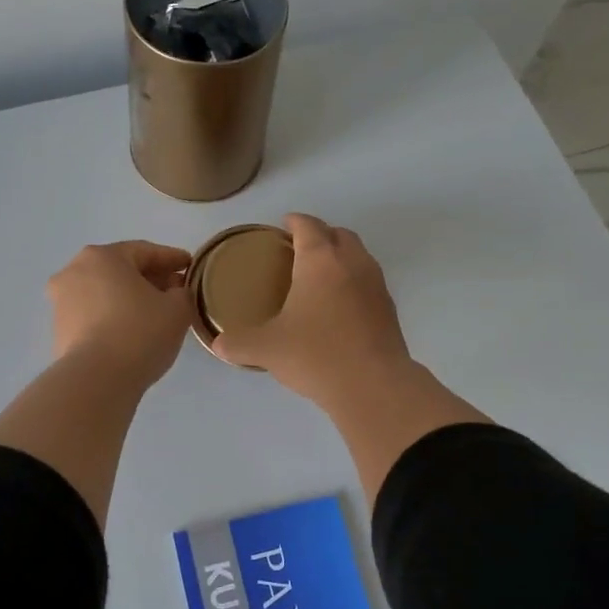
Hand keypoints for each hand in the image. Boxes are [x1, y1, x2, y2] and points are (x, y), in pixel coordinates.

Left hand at [47, 240, 193, 390]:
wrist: (96, 380)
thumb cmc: (140, 333)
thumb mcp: (177, 309)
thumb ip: (182, 293)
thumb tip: (175, 292)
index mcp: (102, 256)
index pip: (145, 251)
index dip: (172, 259)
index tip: (191, 267)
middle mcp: (74, 271)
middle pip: (121, 269)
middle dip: (150, 278)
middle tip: (176, 290)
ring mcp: (61, 301)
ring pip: (105, 292)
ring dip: (130, 298)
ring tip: (156, 313)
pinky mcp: (59, 329)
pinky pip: (93, 314)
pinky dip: (113, 316)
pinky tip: (133, 331)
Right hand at [213, 214, 413, 404]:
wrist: (373, 386)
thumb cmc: (316, 355)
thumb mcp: (267, 349)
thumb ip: (238, 343)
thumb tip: (219, 345)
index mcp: (320, 261)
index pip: (308, 226)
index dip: (295, 221)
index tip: (284, 224)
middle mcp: (352, 263)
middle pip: (339, 234)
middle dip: (321, 235)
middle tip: (300, 249)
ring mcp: (376, 285)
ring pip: (359, 256)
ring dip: (341, 257)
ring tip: (320, 276)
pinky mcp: (389, 309)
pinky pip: (368, 282)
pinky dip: (353, 283)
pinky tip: (339, 307)